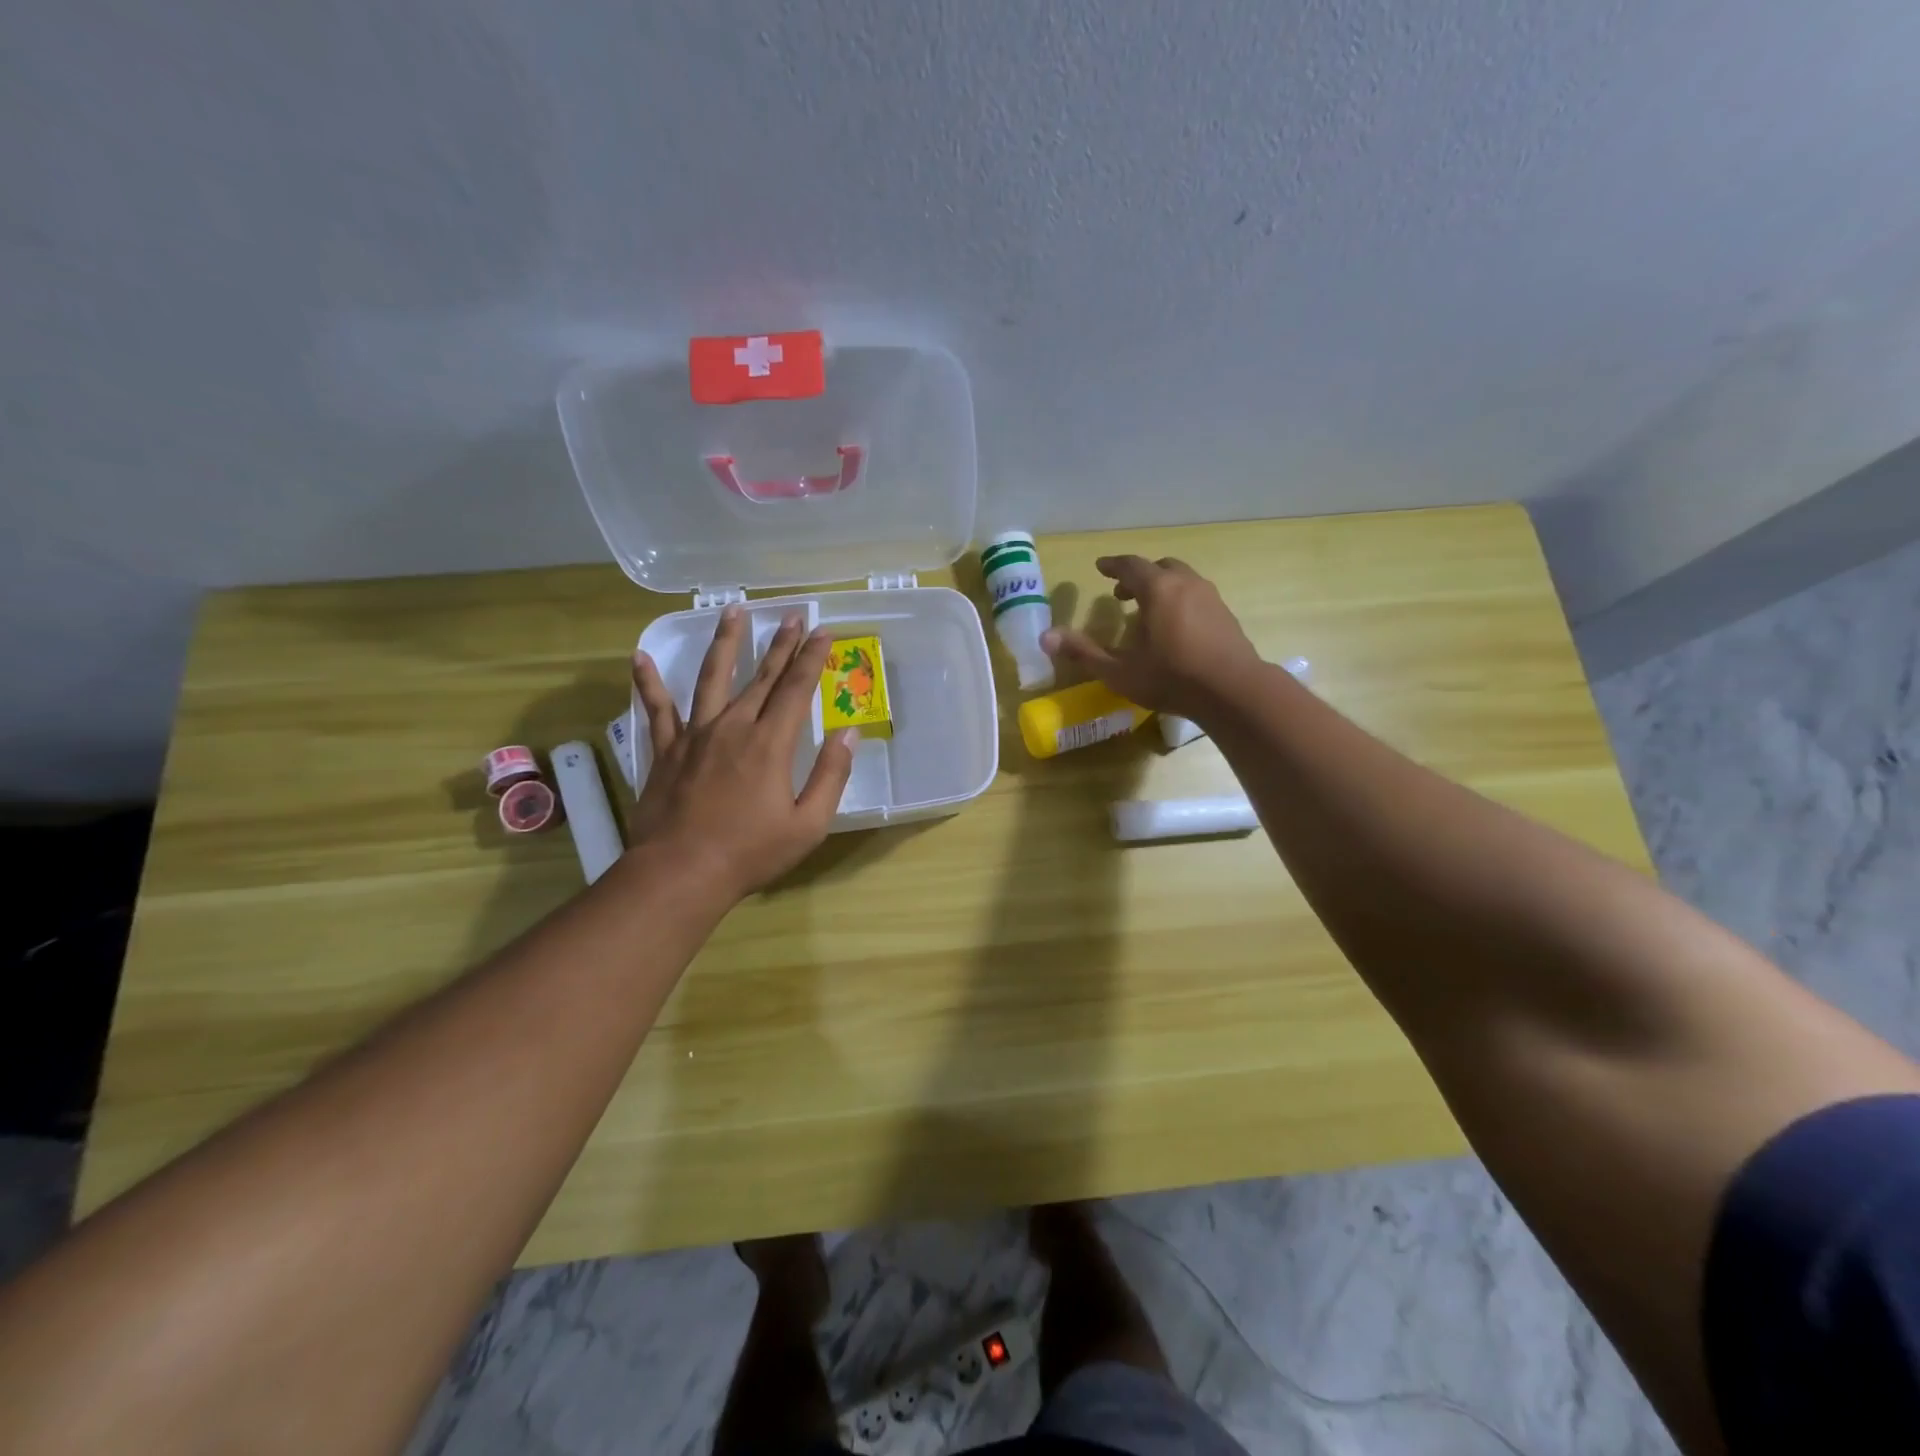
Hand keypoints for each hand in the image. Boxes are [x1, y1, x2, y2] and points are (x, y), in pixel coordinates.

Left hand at [629, 606, 855, 900]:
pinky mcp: (666, 750)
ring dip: (725, 643)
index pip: (796, 688)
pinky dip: (649, 683)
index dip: (812, 657)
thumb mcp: (808, 823)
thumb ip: (831, 775)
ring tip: (732, 611)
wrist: (680, 873)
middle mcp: (733, 727)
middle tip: (792, 615)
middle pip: (761, 676)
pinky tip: (640, 658)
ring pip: (712, 678)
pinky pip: (658, 710)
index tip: (823, 631)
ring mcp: (695, 735)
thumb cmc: (750, 852)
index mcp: (770, 743)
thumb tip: (848, 733)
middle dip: (780, 643)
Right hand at [1041, 555, 1261, 719]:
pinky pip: (1196, 596)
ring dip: (1161, 587)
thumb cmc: (1172, 678)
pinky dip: (1179, 600)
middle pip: (1159, 568)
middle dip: (1138, 576)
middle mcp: (1186, 584)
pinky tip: (1175, 628)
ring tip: (1147, 611)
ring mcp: (1210, 597)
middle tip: (1121, 593)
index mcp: (1158, 590)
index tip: (1100, 567)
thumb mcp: (1120, 671)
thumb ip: (1083, 652)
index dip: (1113, 565)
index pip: (1131, 565)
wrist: (1234, 691)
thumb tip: (1045, 638)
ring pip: (1182, 580)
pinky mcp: (1226, 615)